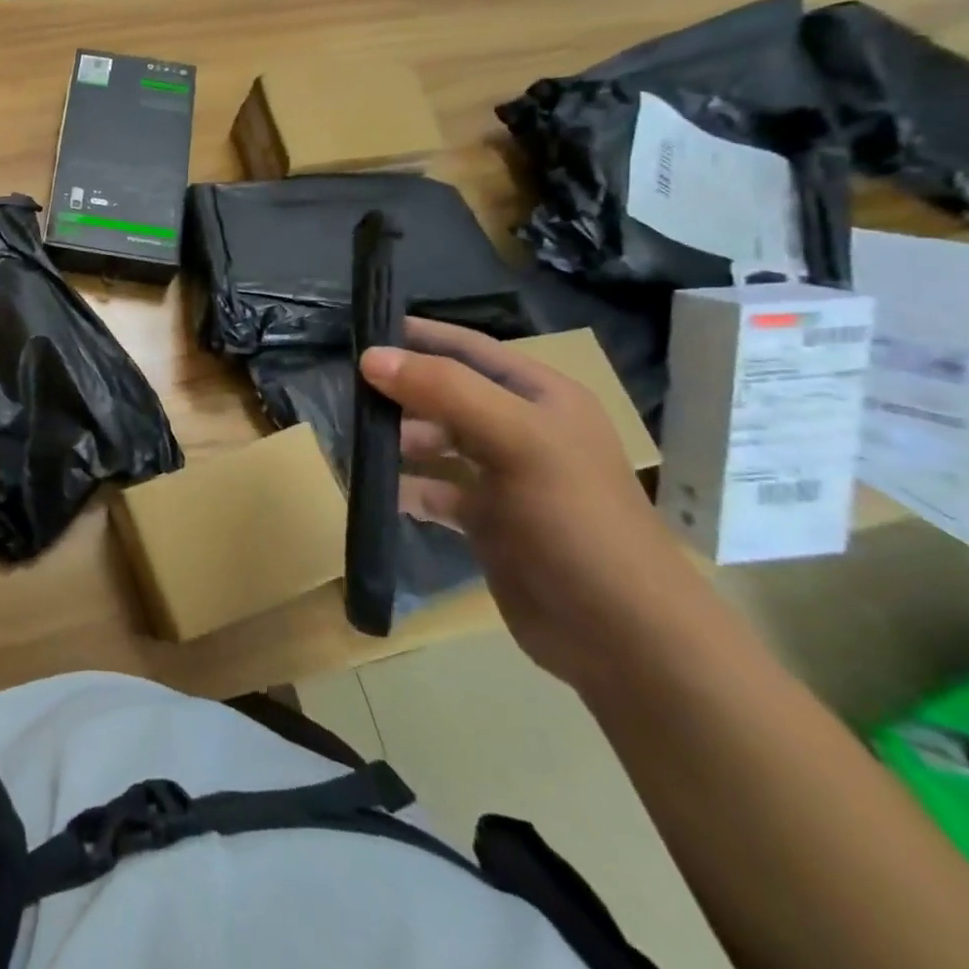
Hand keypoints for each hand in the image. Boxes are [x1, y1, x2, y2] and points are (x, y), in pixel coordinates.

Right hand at [361, 318, 716, 694]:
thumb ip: (445, 391)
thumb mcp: (517, 440)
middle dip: (400, 392)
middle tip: (347, 394)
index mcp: (541, 398)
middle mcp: (521, 430)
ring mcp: (504, 478)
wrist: (621, 636)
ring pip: (436, 442)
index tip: (361, 333)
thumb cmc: (576, 520)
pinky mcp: (488, 521)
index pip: (470, 348)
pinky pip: (435, 491)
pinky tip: (380, 491)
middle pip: (446, 395)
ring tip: (357, 442)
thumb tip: (371, 357)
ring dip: (398, 439)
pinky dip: (407, 488)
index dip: (419, 337)